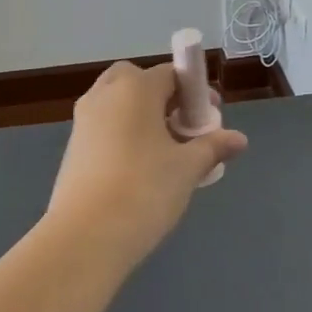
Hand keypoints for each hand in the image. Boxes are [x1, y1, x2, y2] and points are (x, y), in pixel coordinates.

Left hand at [44, 61, 247, 264]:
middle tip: (182, 127)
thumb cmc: (144, 190)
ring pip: (116, 103)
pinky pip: (103, 127)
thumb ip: (213, 147)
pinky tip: (138, 169)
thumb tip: (239, 139)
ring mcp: (83, 121)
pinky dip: (122, 134)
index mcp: (135, 88)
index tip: (210, 118)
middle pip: (136, 80)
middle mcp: (104, 95)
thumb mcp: (187, 168)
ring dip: (141, 115)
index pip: (170, 73)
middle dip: (161, 96)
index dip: (195, 91)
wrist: (84, 238)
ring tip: (164, 152)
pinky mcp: (72, 148)